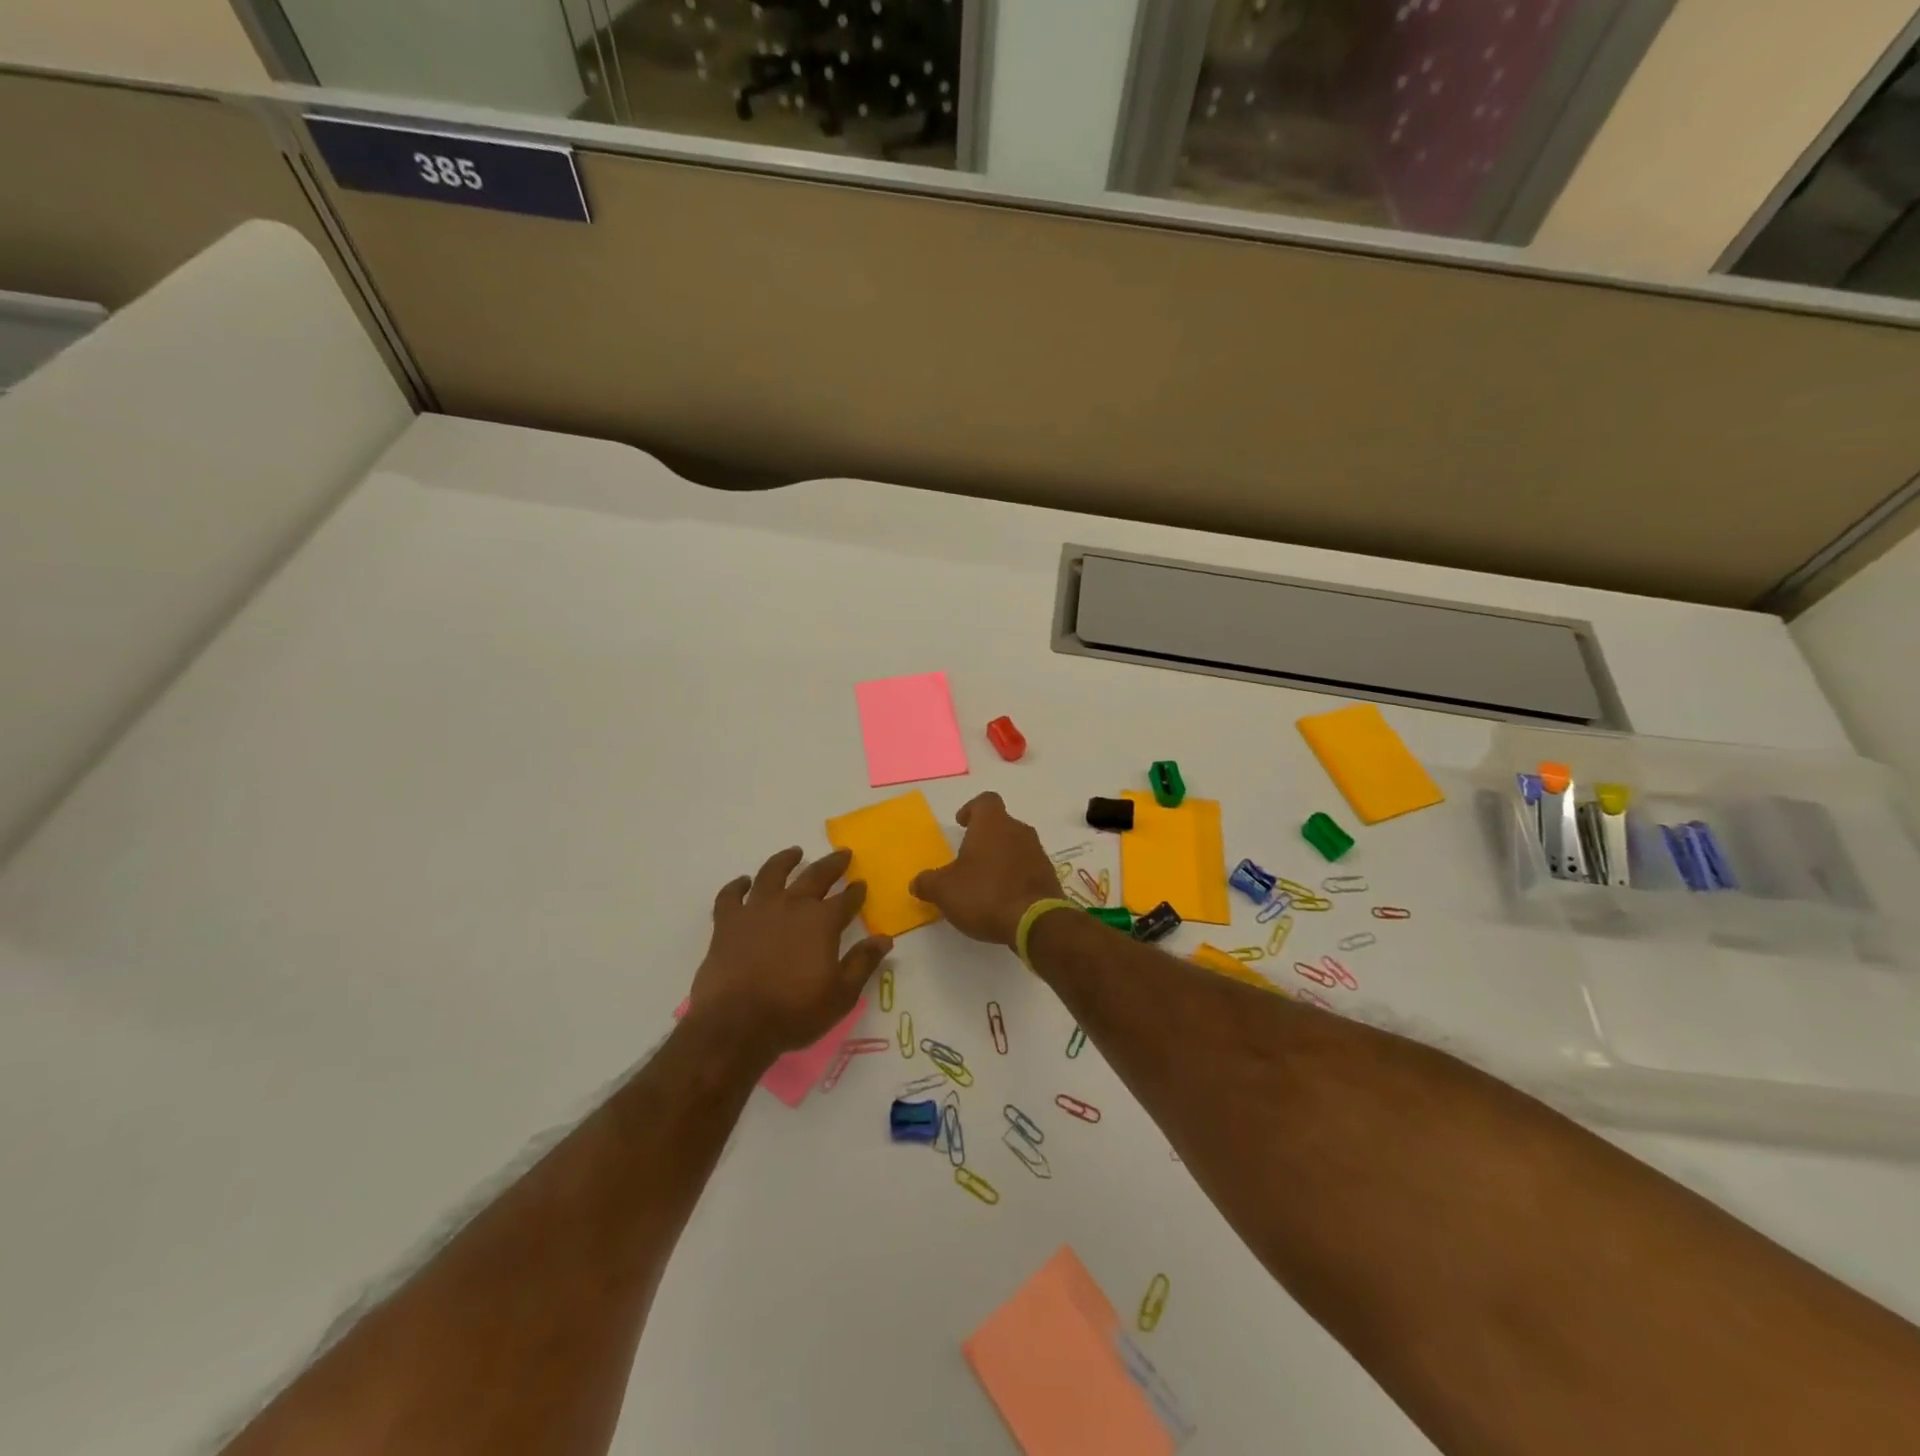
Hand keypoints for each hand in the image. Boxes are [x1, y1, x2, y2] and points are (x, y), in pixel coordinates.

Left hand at [687, 847, 892, 1062]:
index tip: (861, 883)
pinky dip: (737, 886)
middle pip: (815, 875)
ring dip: (786, 860)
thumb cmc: (794, 1012)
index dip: (856, 891)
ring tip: (795, 852)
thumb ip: (863, 962)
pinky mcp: (727, 922)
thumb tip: (884, 938)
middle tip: (842, 854)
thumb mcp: (841, 994)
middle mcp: (792, 905)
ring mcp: (756, 909)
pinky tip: (743, 882)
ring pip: (772, 873)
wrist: (736, 1024)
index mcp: (822, 921)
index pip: (846, 899)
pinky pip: (731, 895)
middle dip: (832, 864)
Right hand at [910, 793, 1060, 947]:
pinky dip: (1015, 875)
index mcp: (992, 824)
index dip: (972, 809)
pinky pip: (1027, 867)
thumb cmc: (984, 894)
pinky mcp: (1049, 875)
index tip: (962, 824)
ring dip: (1001, 857)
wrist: (1035, 921)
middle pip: (1001, 824)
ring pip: (1015, 845)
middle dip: (985, 837)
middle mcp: (1018, 830)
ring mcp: (1037, 852)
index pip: (985, 801)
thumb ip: (927, 882)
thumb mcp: (944, 890)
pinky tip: (1003, 897)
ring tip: (984, 880)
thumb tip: (917, 882)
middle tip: (968, 857)